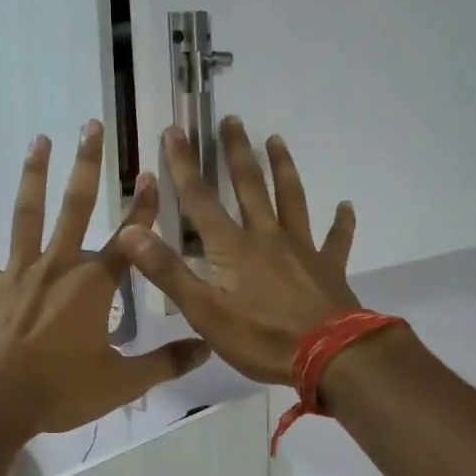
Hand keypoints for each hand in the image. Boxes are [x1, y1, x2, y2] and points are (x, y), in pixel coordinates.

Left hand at [0, 122, 210, 435]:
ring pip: (27, 215)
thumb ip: (165, 363)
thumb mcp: (121, 383)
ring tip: (39, 140)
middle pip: (75, 207)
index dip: (143, 208)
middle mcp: (58, 266)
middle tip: (91, 125)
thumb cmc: (59, 390)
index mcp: (93, 286)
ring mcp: (18, 272)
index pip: (128, 240)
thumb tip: (207, 348)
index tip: (152, 175)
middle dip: (87, 165)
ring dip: (33, 175)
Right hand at [116, 118, 359, 384]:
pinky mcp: (329, 268)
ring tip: (277, 140)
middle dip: (237, 153)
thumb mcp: (204, 312)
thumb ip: (168, 271)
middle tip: (232, 120)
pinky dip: (342, 222)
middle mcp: (268, 238)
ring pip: (292, 200)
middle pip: (250, 187)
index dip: (184, 166)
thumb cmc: (261, 338)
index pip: (200, 200)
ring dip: (283, 169)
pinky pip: (336, 240)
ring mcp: (303, 250)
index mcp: (233, 248)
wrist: (331, 356)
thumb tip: (129, 232)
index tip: (175, 131)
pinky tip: (346, 207)